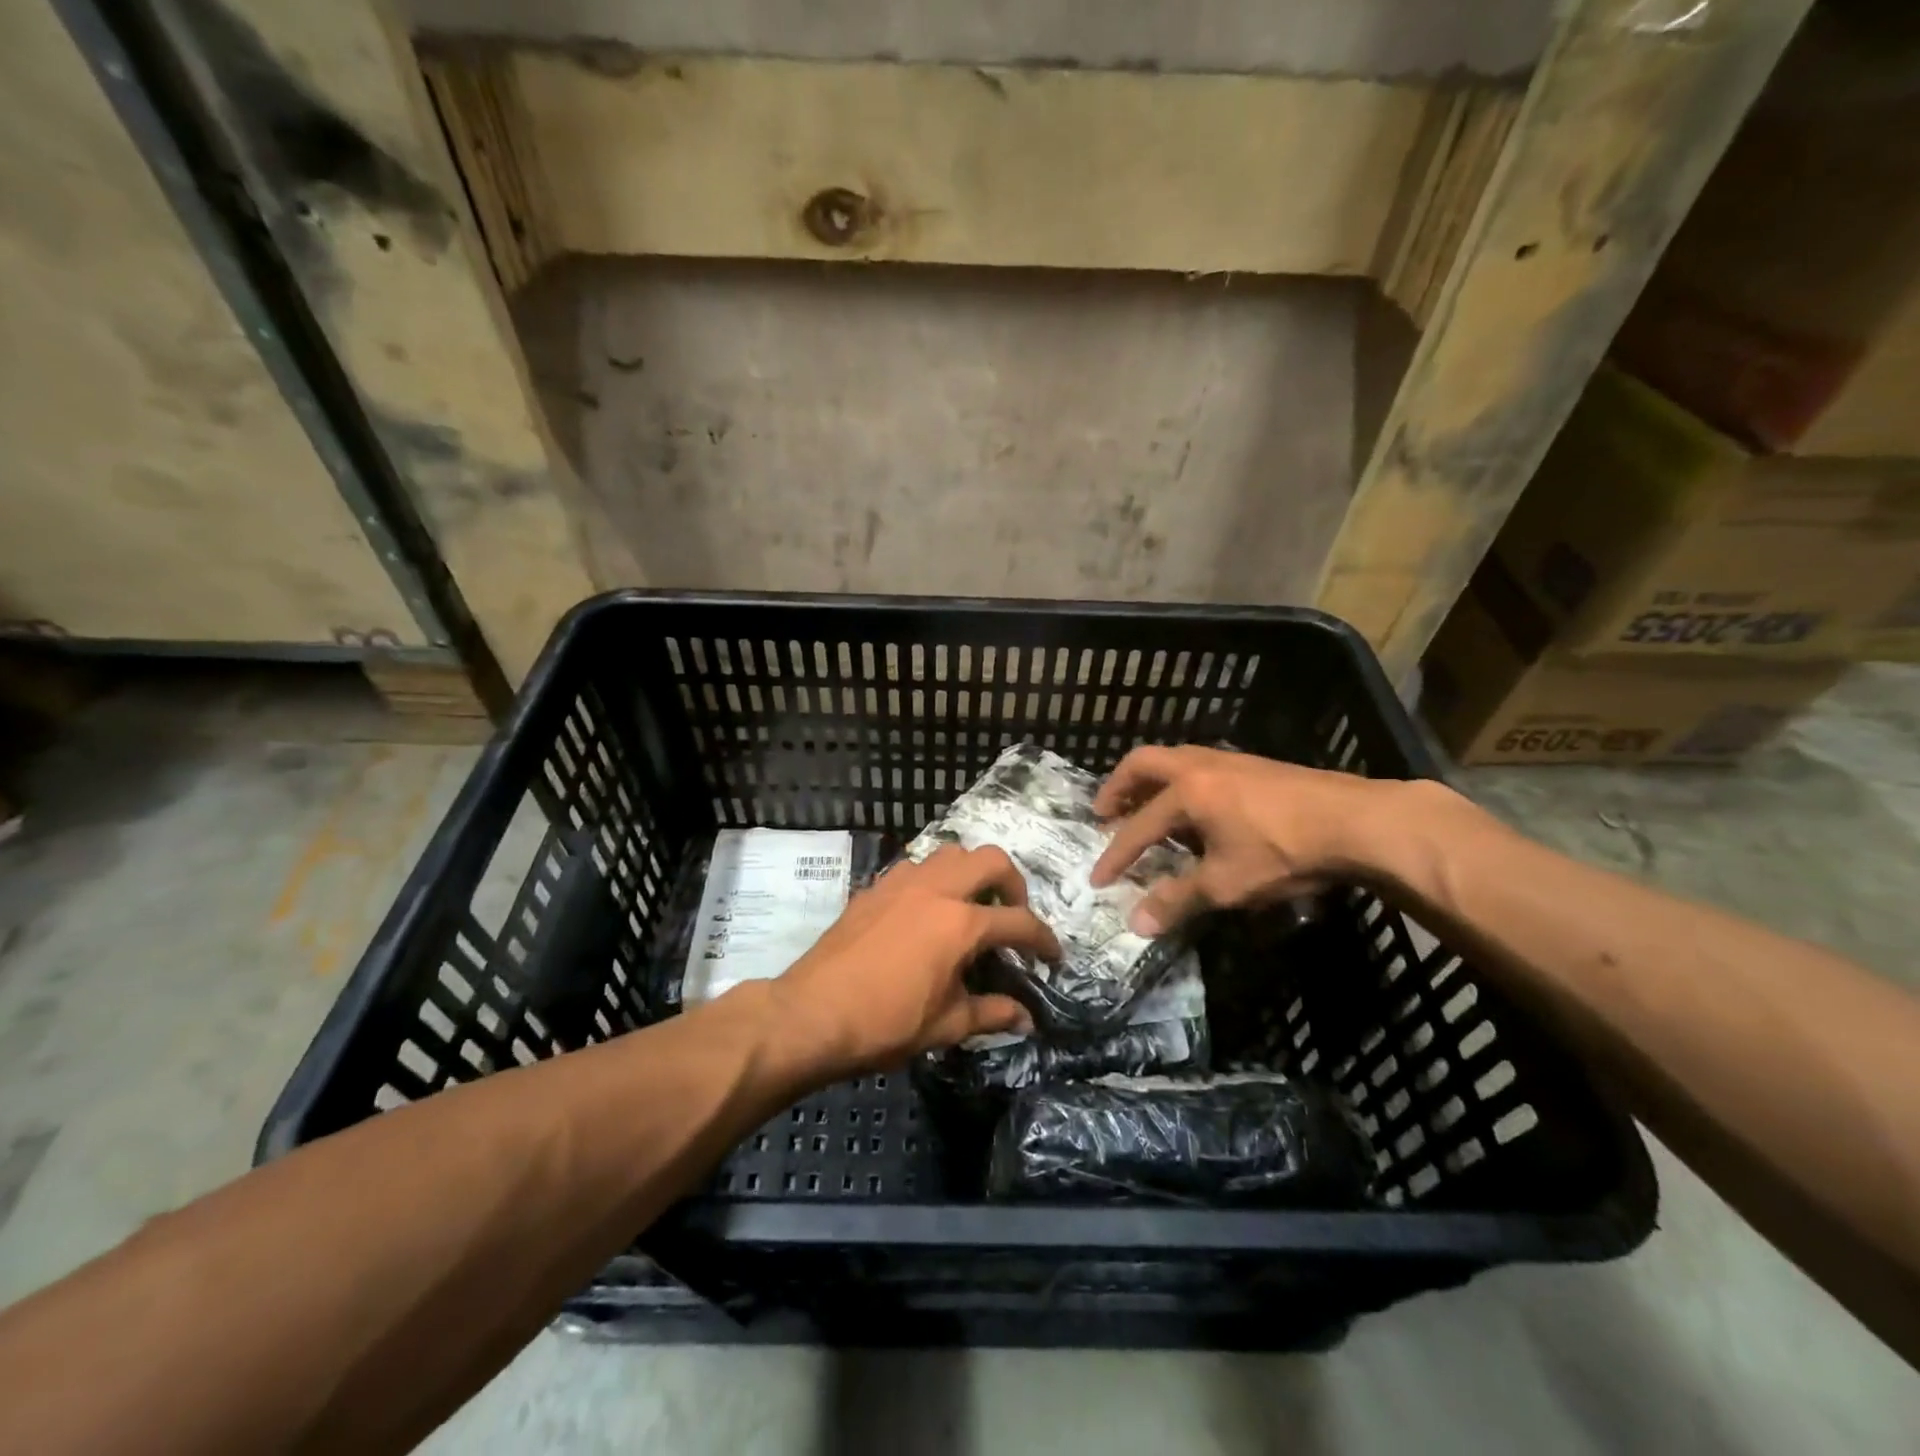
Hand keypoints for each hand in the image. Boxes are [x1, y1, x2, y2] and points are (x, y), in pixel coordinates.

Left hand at [770, 845, 1060, 1074]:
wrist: (812, 1013)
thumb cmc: (885, 1023)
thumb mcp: (946, 1025)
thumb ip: (991, 1014)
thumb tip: (1025, 1018)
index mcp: (960, 923)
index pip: (1019, 922)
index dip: (1043, 939)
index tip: (1052, 956)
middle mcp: (936, 889)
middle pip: (990, 860)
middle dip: (1013, 883)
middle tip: (1011, 914)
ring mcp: (902, 882)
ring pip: (951, 854)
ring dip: (970, 873)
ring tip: (970, 906)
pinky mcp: (875, 888)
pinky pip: (916, 868)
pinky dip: (934, 880)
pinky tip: (926, 911)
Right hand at [1089, 745, 1411, 936]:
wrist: (1357, 821)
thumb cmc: (1283, 852)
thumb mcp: (1226, 884)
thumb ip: (1178, 900)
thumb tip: (1136, 925)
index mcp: (1186, 792)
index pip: (1138, 827)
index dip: (1116, 856)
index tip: (1098, 878)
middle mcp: (1199, 766)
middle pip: (1143, 764)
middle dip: (1118, 788)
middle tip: (1104, 813)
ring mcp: (1229, 760)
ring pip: (1174, 760)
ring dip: (1151, 783)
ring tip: (1146, 808)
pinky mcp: (1255, 765)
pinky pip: (1200, 766)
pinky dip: (1180, 783)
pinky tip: (1197, 810)